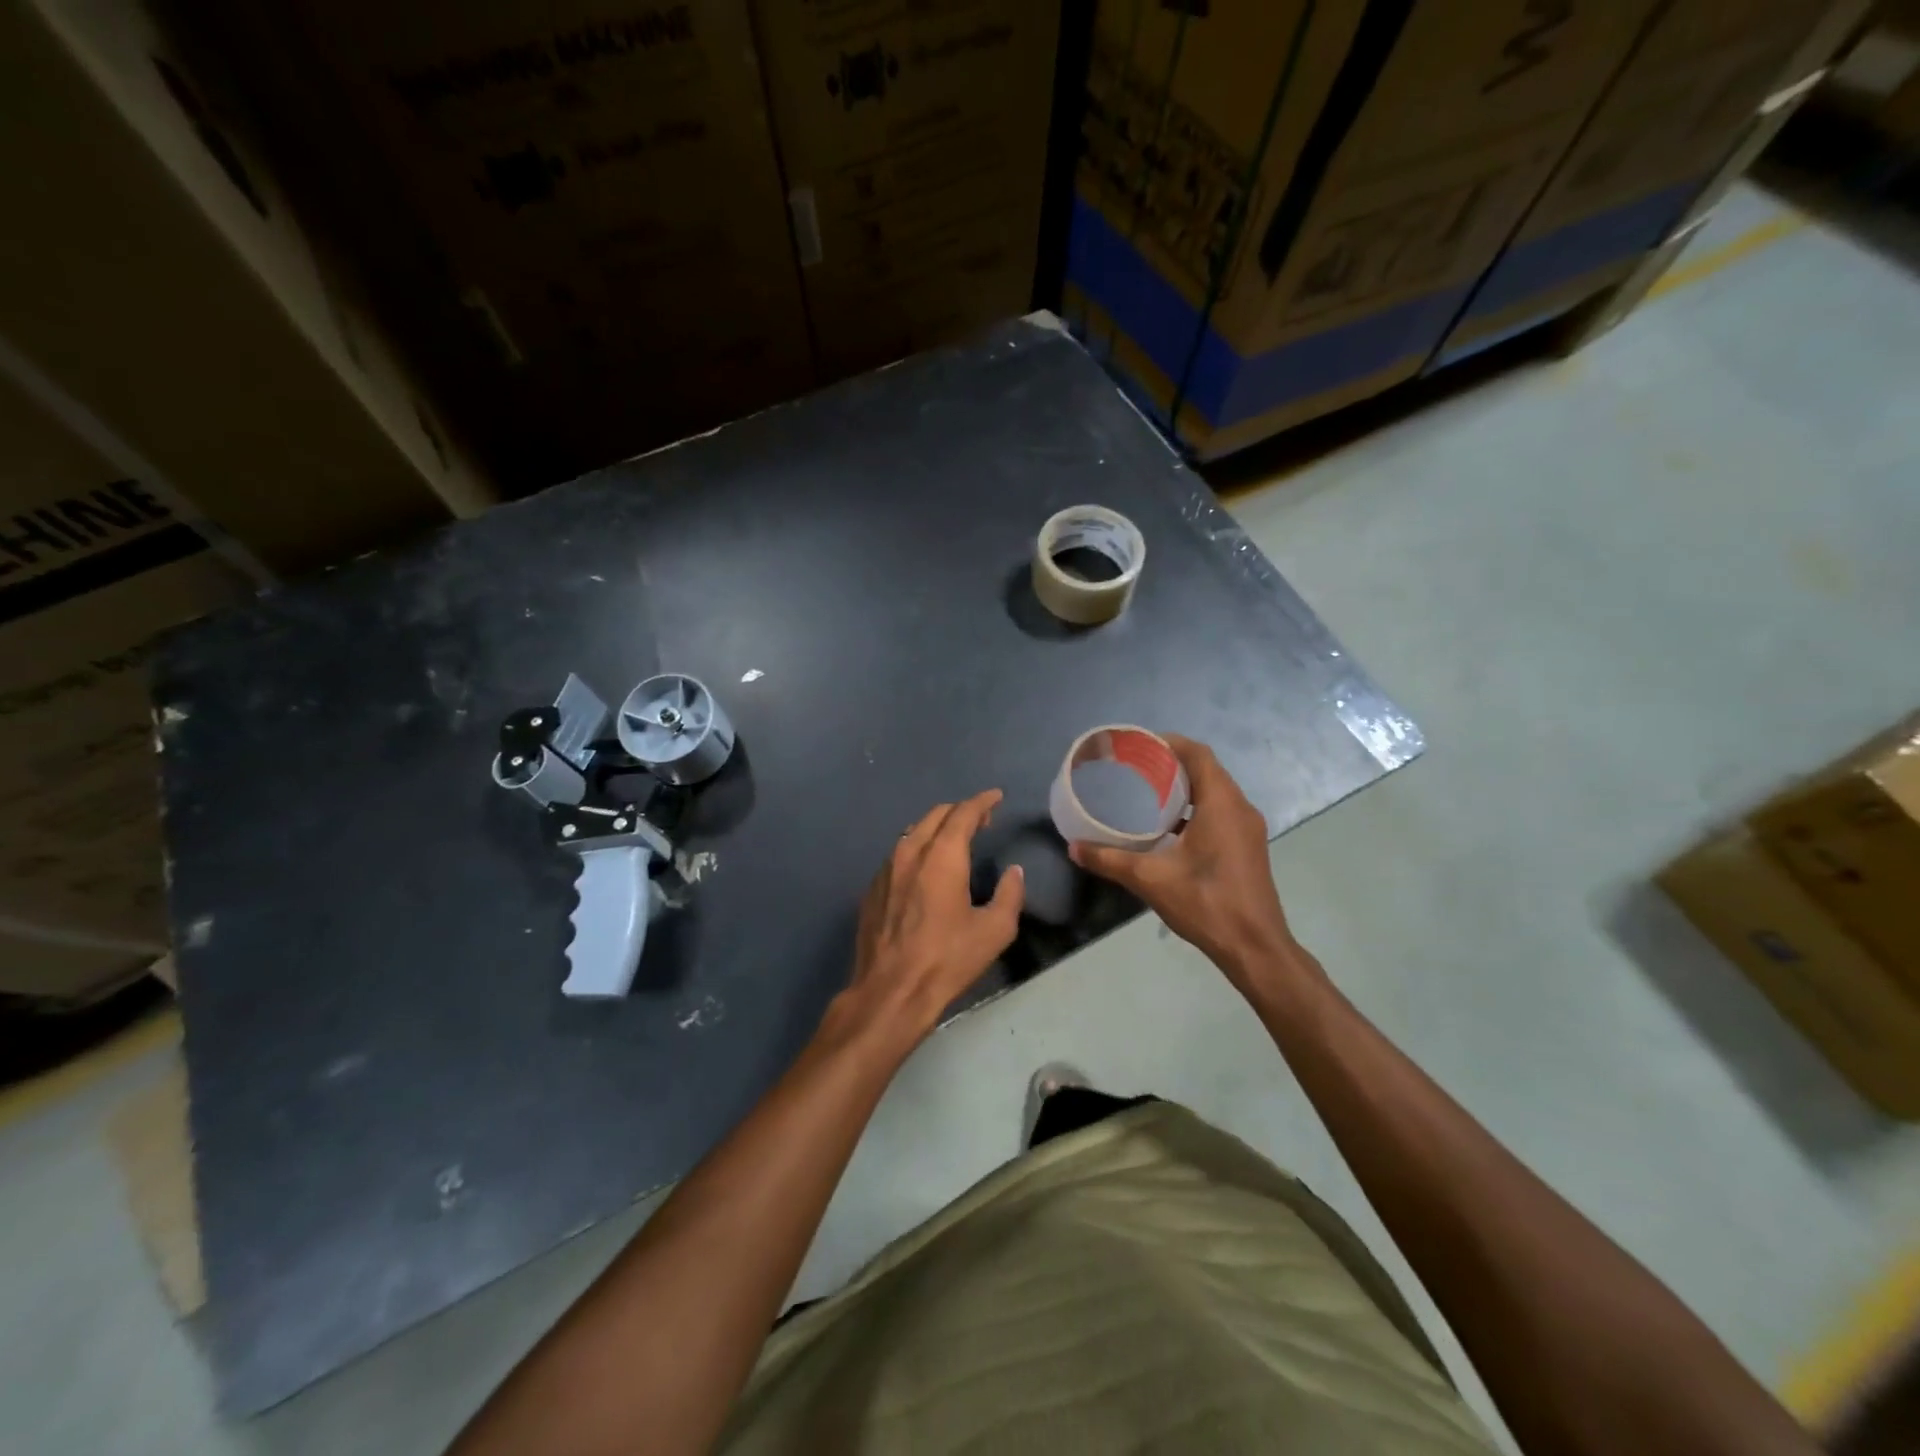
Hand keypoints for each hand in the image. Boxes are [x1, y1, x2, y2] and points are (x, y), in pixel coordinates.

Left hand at [841, 789, 1023, 1044]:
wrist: (890, 992)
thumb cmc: (947, 960)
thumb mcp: (994, 931)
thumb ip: (1010, 894)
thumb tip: (1013, 872)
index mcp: (941, 856)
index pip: (963, 813)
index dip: (982, 801)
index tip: (996, 797)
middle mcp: (910, 852)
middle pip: (935, 815)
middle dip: (960, 811)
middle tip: (981, 820)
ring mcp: (885, 870)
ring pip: (912, 832)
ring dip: (936, 828)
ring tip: (954, 840)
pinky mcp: (872, 889)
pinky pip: (898, 855)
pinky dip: (917, 849)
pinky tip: (925, 869)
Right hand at [1070, 736, 1298, 982]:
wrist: (1255, 948)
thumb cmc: (1206, 903)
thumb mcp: (1150, 879)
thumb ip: (1110, 860)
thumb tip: (1074, 848)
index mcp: (1222, 804)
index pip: (1198, 755)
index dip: (1170, 743)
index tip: (1140, 745)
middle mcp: (1240, 809)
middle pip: (1207, 770)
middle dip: (1172, 764)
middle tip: (1135, 768)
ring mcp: (1247, 829)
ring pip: (1215, 793)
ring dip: (1185, 788)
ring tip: (1147, 793)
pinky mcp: (1247, 847)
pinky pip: (1220, 812)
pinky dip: (1195, 809)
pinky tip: (1168, 828)